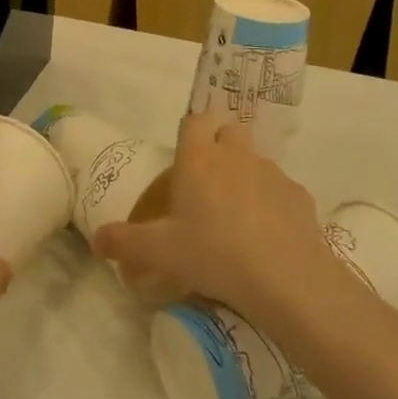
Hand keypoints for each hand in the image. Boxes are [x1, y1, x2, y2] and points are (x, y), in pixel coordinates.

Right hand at [93, 113, 332, 317]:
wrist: (284, 277)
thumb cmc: (213, 252)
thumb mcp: (160, 252)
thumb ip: (125, 242)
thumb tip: (97, 240)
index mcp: (200, 158)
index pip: (195, 121)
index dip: (190, 134)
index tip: (184, 160)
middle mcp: (237, 155)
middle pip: (230, 131)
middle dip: (220, 147)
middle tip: (209, 185)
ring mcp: (273, 173)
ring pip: (257, 160)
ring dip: (246, 176)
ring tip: (238, 217)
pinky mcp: (300, 196)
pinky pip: (281, 190)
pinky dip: (273, 204)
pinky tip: (268, 236)